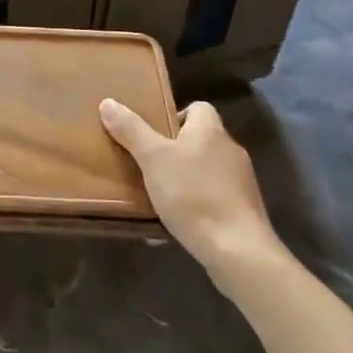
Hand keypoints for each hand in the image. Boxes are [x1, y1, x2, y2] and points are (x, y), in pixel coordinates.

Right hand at [99, 98, 282, 275]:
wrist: (237, 250)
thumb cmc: (193, 194)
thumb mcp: (153, 159)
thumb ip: (131, 130)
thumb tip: (108, 102)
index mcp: (210, 130)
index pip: (198, 107)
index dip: (175, 115)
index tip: (153, 134)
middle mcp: (230, 150)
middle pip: (200, 139)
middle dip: (175, 150)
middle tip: (148, 165)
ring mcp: (241, 182)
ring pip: (206, 170)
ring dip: (184, 179)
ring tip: (159, 196)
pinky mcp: (244, 211)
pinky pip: (214, 198)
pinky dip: (196, 204)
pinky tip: (177, 222)